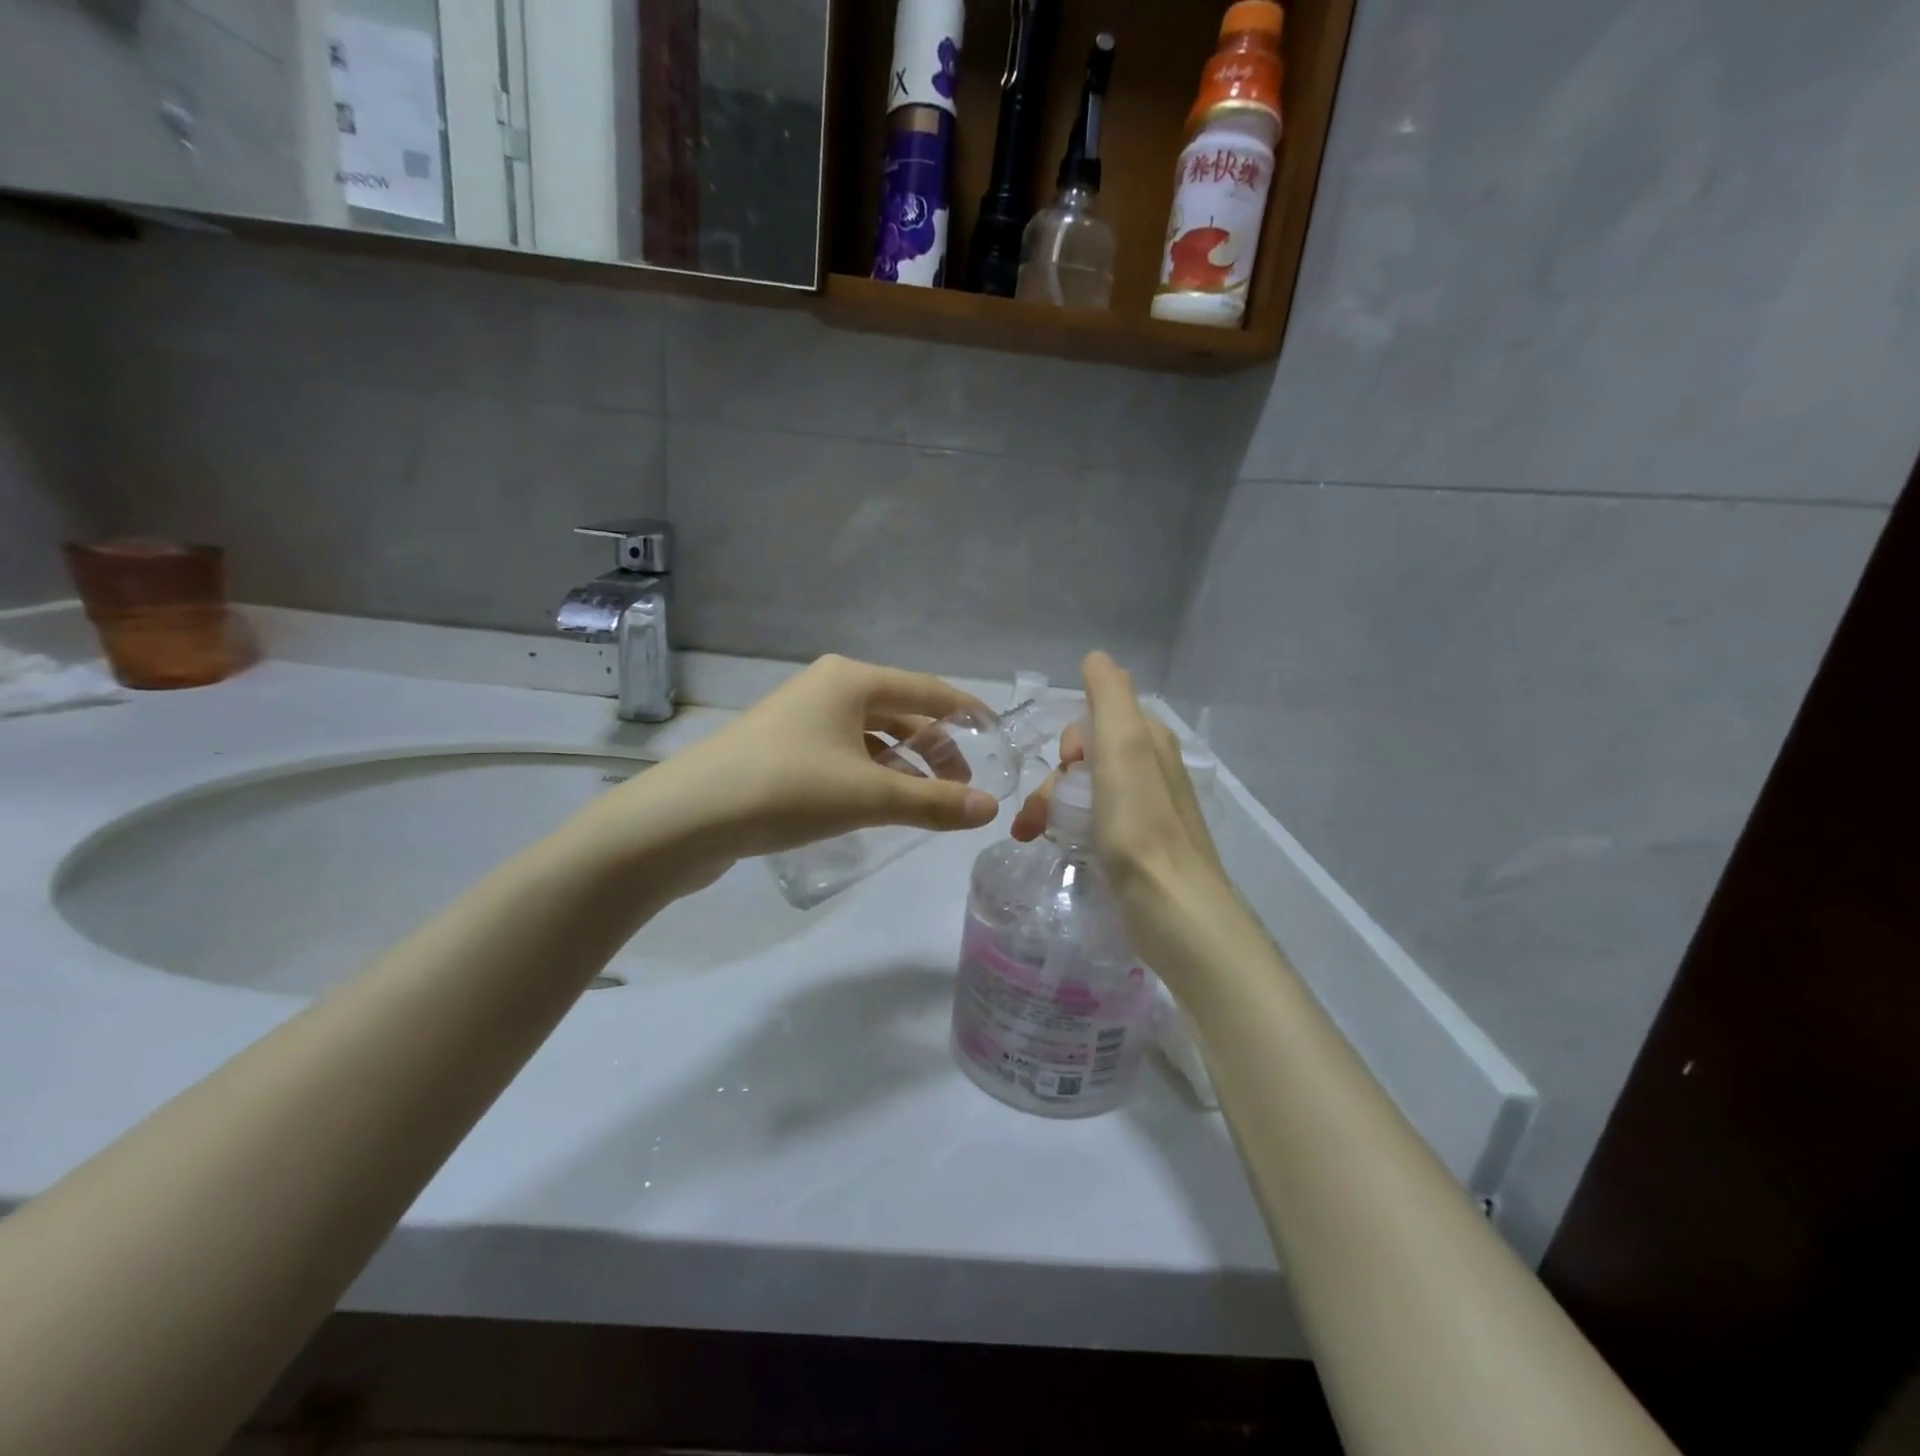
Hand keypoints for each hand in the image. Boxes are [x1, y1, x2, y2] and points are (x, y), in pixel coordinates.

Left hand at [612, 655, 1000, 889]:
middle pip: (901, 713)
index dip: (967, 714)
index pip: (929, 690)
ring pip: (871, 736)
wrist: (688, 818)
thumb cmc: (788, 789)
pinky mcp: (781, 749)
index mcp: (852, 680)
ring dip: (902, 765)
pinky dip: (870, 774)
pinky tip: (877, 805)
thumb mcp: (870, 796)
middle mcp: (828, 688)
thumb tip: (990, 809)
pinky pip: (843, 754)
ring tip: (924, 803)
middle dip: (936, 749)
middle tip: (961, 790)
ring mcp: (800, 718)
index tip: (997, 738)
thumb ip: (933, 802)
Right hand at [1009, 652, 1252, 982]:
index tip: (1066, 767)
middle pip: (1085, 759)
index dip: (1071, 741)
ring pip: (1084, 792)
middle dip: (1053, 780)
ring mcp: (1145, 812)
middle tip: (1037, 815)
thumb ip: (1109, 698)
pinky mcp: (1137, 848)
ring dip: (1050, 806)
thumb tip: (1097, 657)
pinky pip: (1092, 822)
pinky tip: (1054, 846)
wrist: (1172, 907)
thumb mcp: (1123, 747)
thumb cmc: (1140, 824)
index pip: (1095, 720)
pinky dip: (1066, 828)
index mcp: (1149, 742)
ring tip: (1031, 836)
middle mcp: (1151, 770)